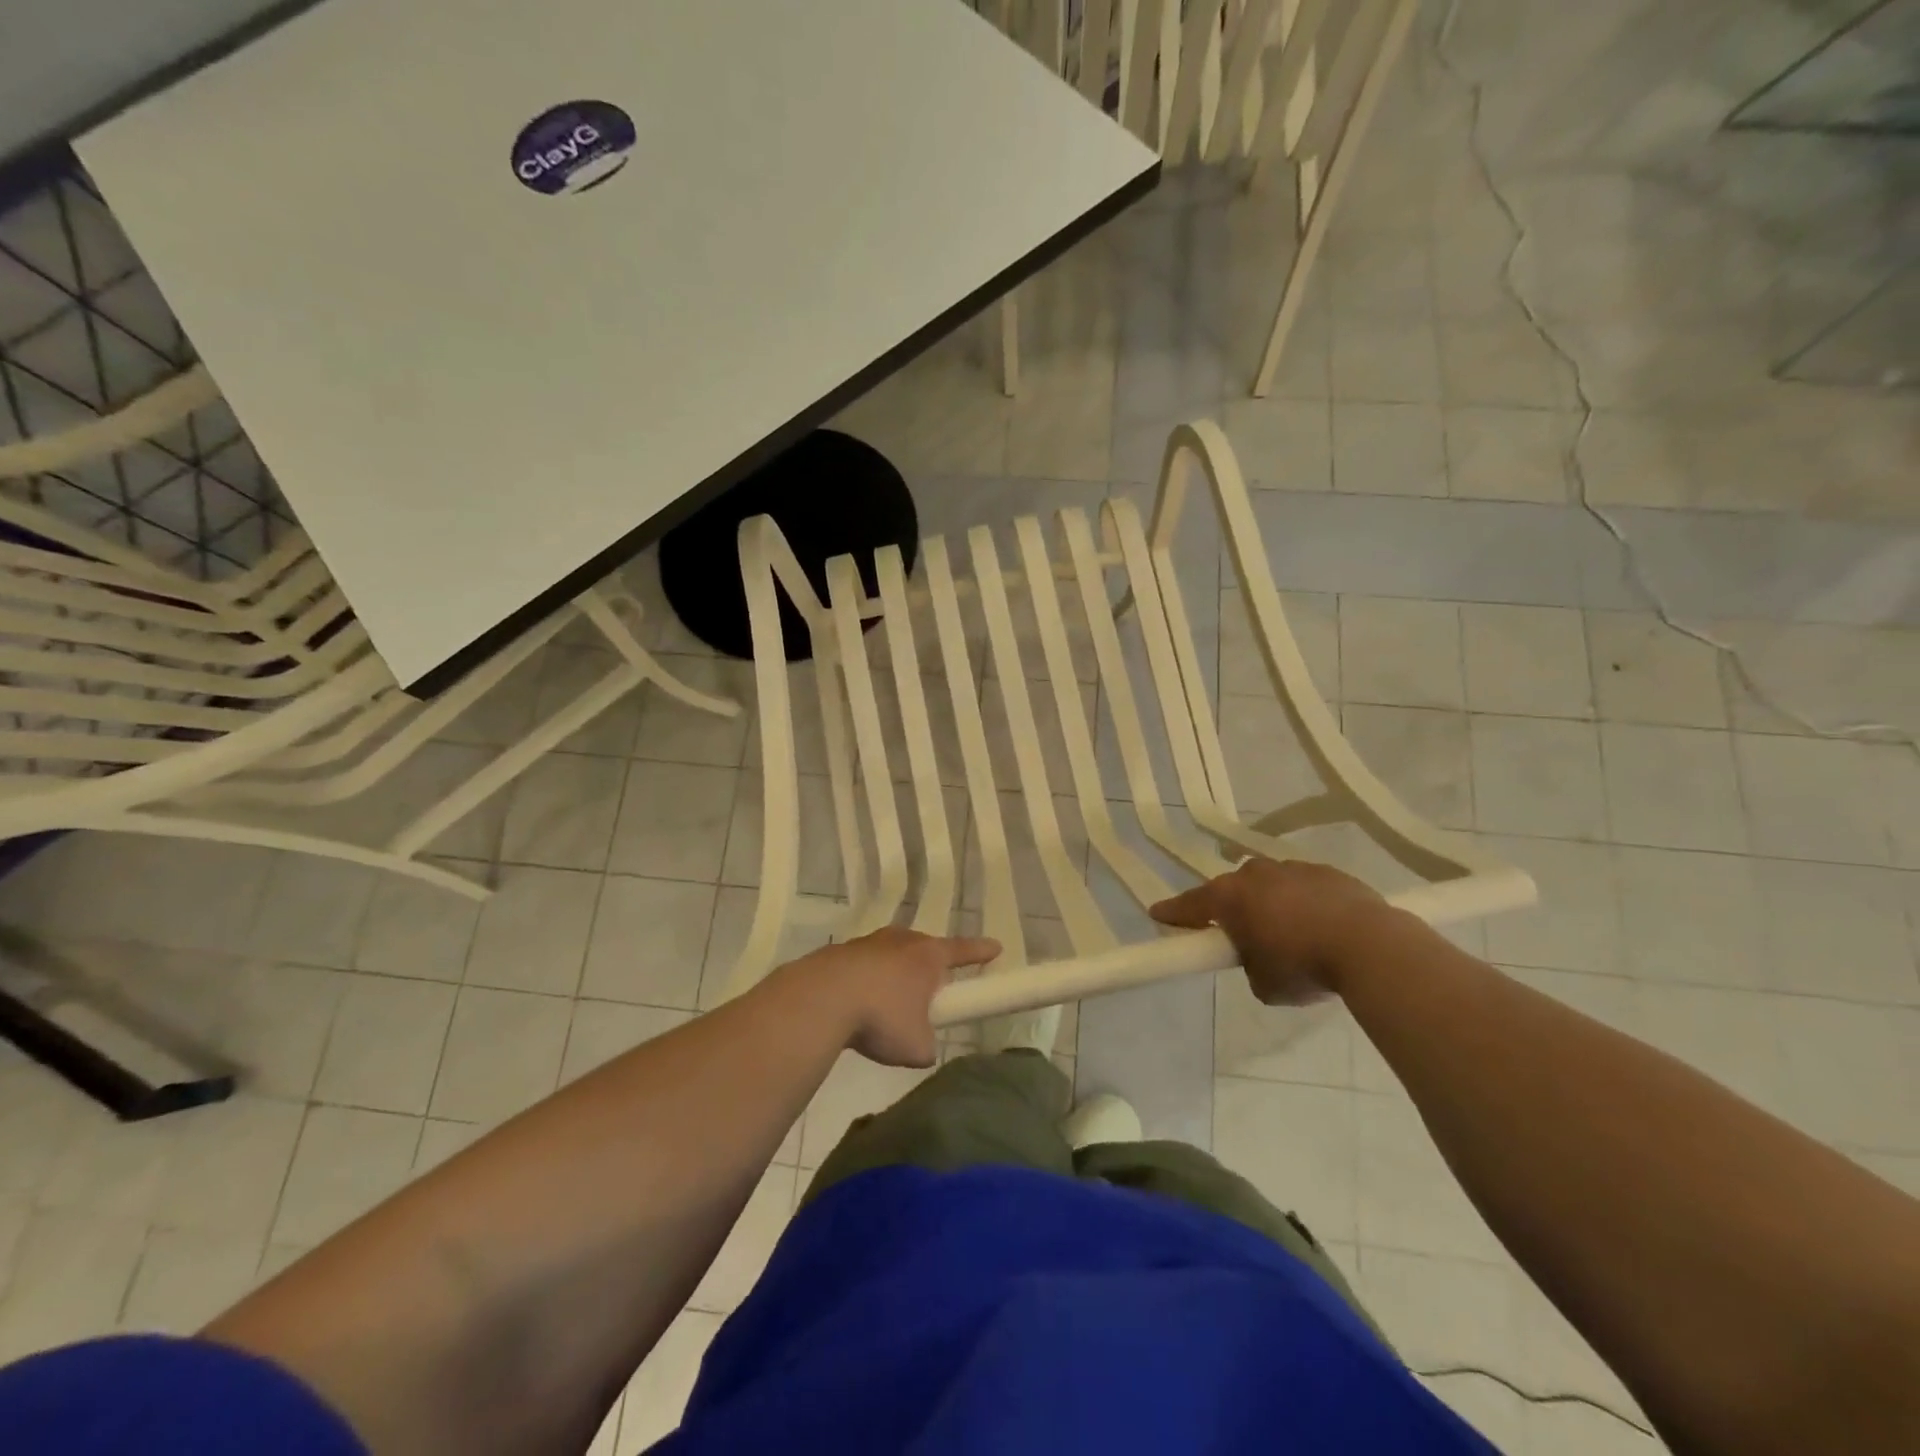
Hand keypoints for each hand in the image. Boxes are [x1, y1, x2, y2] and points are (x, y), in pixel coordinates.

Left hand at [785, 927, 1001, 1067]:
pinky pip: (862, 967)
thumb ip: (927, 1045)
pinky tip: (857, 1006)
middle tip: (933, 988)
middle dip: (930, 967)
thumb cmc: (881, 1017)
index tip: (996, 948)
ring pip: (890, 956)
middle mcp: (901, 941)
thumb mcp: (916, 1046)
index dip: (981, 952)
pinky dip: (865, 983)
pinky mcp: (838, 954)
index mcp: (927, 956)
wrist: (820, 999)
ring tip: (889, 1004)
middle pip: (924, 949)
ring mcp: (867, 944)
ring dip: (894, 974)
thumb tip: (922, 1046)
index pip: (963, 951)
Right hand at [1149, 857, 1403, 1004]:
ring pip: (1270, 886)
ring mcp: (1293, 868)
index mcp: (1230, 897)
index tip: (1157, 915)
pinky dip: (1304, 904)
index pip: (1190, 905)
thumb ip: (1250, 965)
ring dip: (1271, 905)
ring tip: (1291, 935)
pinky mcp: (1329, 872)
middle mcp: (1256, 874)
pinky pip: (1304, 888)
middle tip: (1241, 936)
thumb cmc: (1304, 966)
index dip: (1173, 914)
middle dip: (1233, 910)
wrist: (1371, 947)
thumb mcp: (1263, 984)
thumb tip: (1260, 958)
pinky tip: (1322, 928)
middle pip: (1232, 890)